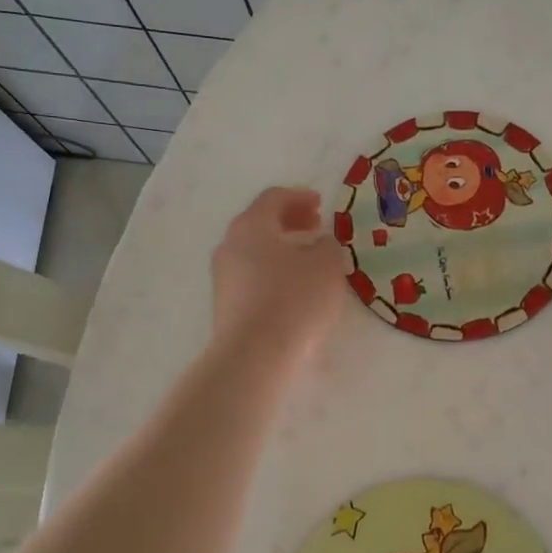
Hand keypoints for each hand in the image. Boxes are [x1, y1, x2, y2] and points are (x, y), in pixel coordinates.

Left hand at [210, 187, 347, 365]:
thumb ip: (327, 246)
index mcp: (252, 226)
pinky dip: (274, 270)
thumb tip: (319, 243)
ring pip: (255, 250)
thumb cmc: (294, 300)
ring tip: (309, 258)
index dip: (300, 196)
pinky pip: (252, 274)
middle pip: (260, 222)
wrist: (254, 356)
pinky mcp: (226, 304)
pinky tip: (295, 287)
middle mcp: (231, 245)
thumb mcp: (326, 266)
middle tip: (316, 226)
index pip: (274, 198)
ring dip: (282, 247)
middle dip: (290, 220)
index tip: (321, 204)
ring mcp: (224, 276)